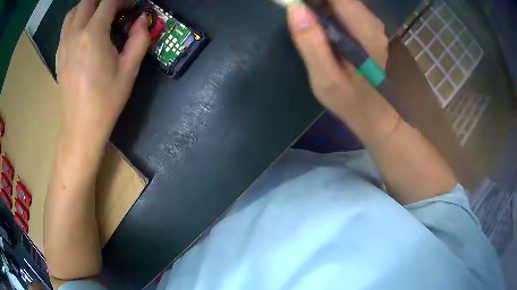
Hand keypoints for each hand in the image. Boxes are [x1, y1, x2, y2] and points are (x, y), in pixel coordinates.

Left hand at [56, 0, 148, 147]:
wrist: (81, 127)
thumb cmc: (106, 100)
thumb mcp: (130, 69)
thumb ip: (139, 38)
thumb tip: (142, 19)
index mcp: (93, 35)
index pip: (108, 2)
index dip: (123, 0)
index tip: (132, 7)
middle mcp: (75, 34)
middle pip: (87, 1)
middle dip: (103, 0)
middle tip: (115, 9)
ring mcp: (63, 44)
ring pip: (73, 12)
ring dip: (87, 7)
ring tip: (99, 15)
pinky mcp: (59, 55)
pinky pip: (66, 27)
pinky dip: (76, 20)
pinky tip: (85, 31)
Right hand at [287, 0, 398, 142]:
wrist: (374, 113)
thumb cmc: (350, 101)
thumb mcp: (326, 78)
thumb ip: (311, 43)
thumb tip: (294, 7)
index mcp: (364, 32)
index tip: (294, 4)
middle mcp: (372, 22)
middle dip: (314, 1)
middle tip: (294, 11)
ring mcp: (370, 24)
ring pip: (341, 1)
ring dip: (318, 4)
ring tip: (301, 16)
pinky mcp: (366, 28)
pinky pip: (342, 8)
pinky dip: (325, 8)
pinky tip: (315, 22)